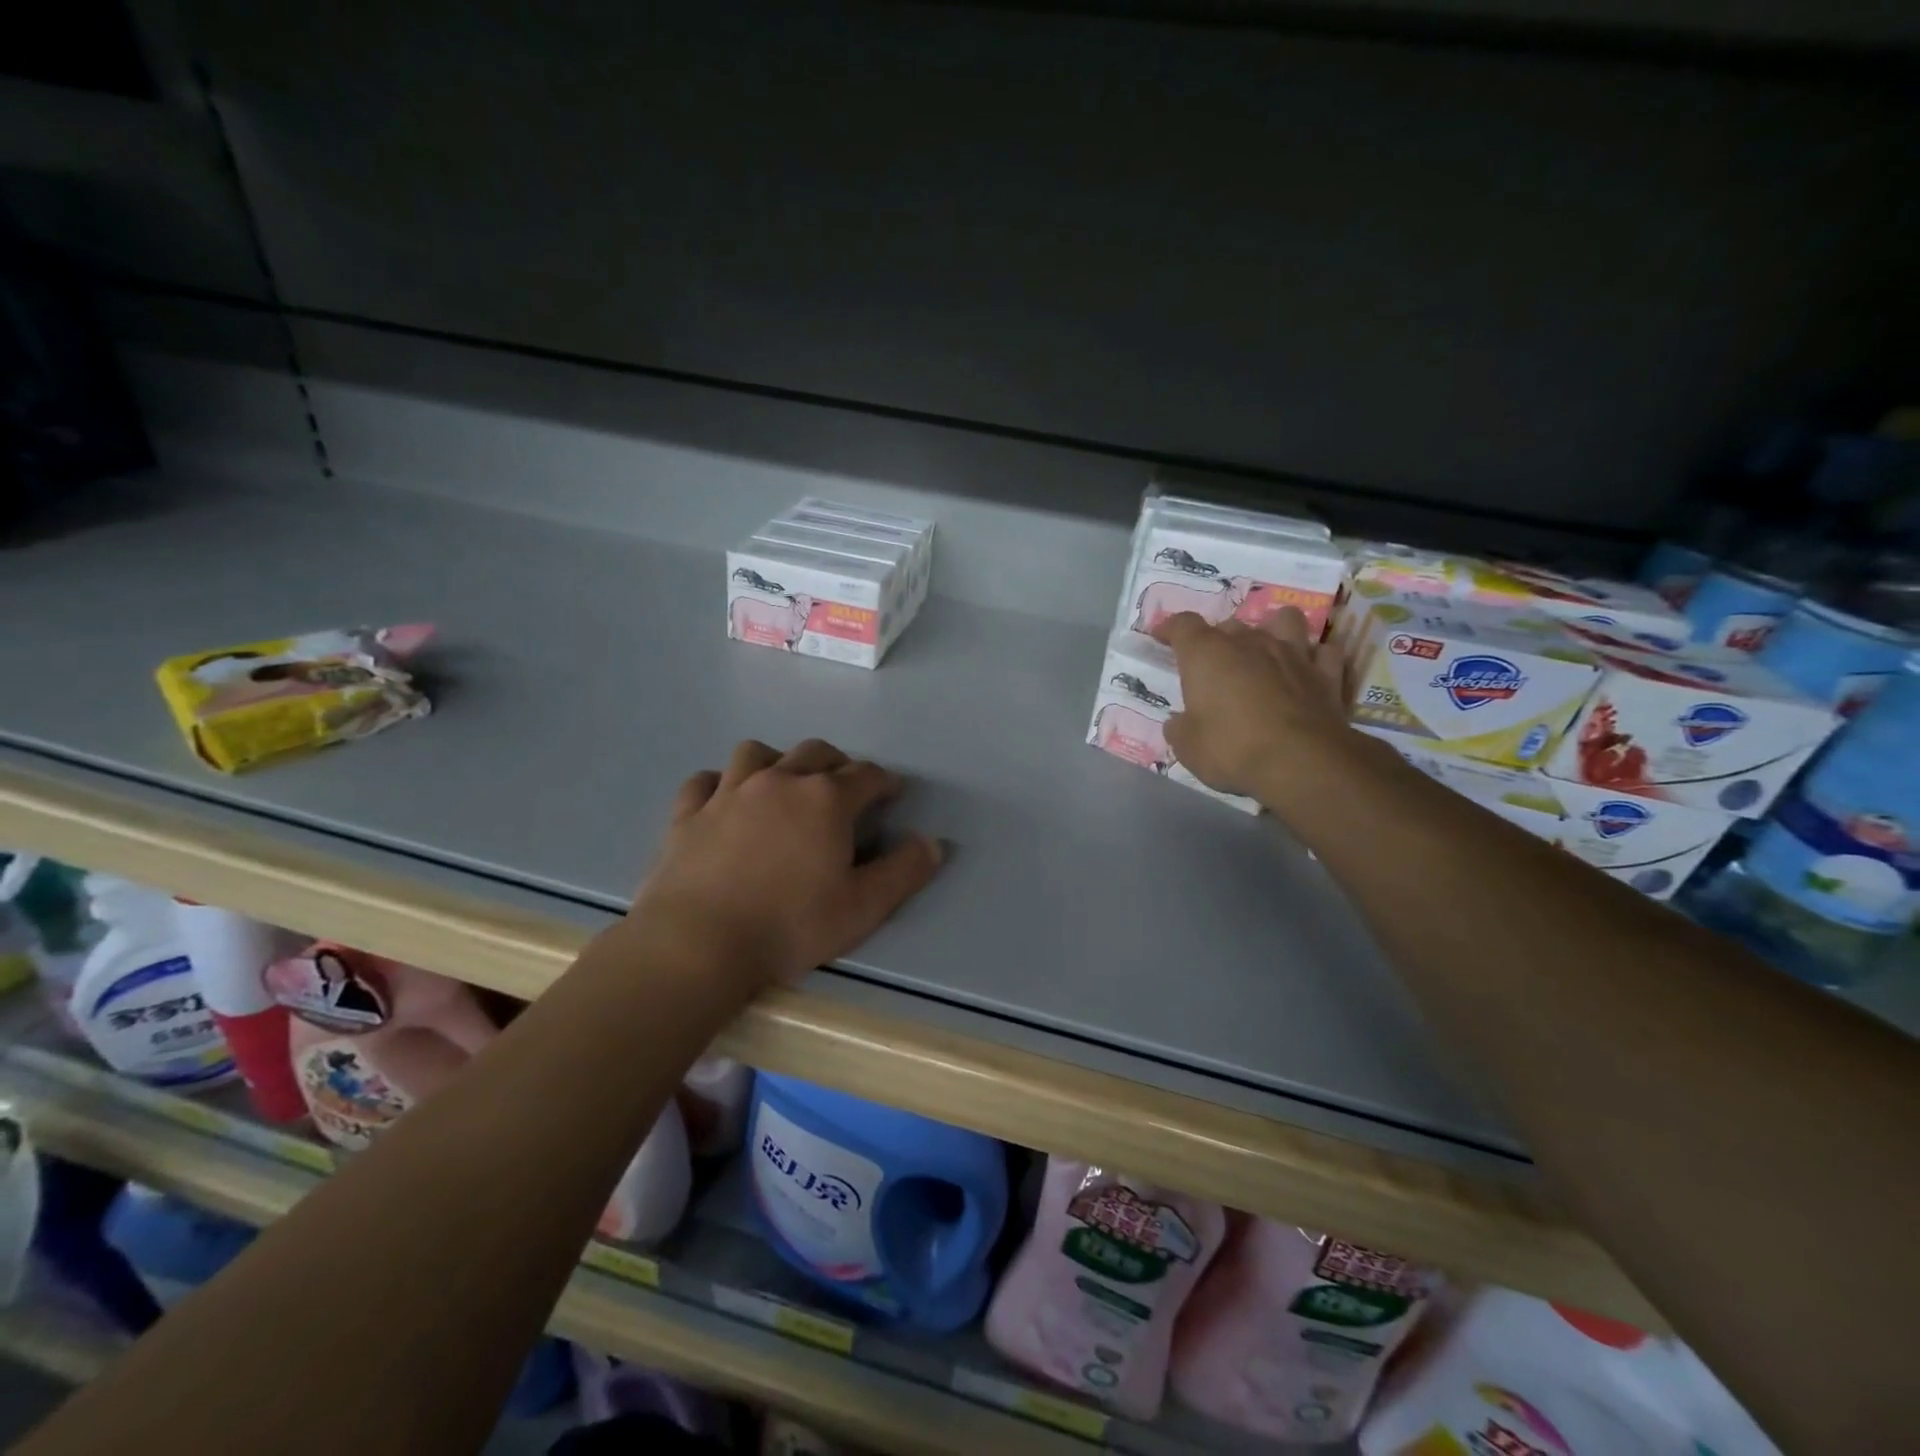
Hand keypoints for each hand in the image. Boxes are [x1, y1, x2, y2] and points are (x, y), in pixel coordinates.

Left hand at [628, 738, 941, 989]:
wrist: (698, 944)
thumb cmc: (789, 926)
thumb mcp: (863, 907)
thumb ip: (904, 872)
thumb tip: (932, 843)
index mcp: (825, 799)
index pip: (866, 775)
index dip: (884, 781)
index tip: (891, 793)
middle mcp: (779, 781)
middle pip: (815, 752)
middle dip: (837, 763)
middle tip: (843, 786)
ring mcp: (728, 793)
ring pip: (757, 754)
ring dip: (777, 761)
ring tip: (783, 783)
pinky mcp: (688, 814)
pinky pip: (705, 781)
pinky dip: (720, 783)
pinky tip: (724, 800)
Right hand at [1150, 608, 1353, 806]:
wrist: (1301, 763)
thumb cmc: (1231, 749)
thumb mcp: (1187, 747)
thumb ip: (1180, 727)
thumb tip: (1179, 721)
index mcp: (1207, 654)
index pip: (1183, 625)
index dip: (1170, 629)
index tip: (1162, 637)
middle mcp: (1249, 643)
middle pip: (1230, 624)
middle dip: (1219, 639)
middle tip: (1213, 666)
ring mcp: (1293, 653)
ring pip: (1284, 620)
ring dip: (1273, 630)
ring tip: (1266, 651)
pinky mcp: (1326, 674)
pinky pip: (1322, 652)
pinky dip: (1313, 658)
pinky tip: (1305, 672)